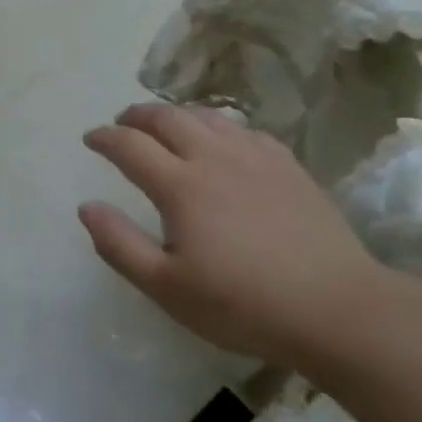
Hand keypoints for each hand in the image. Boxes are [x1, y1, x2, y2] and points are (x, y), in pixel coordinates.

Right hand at [78, 104, 387, 366]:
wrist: (335, 307)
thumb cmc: (242, 304)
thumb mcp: (167, 287)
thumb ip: (120, 245)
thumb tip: (87, 206)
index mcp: (180, 186)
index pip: (130, 146)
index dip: (105, 138)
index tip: (90, 138)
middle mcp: (214, 157)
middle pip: (167, 118)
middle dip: (137, 115)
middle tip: (122, 122)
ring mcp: (255, 157)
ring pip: (207, 117)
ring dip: (176, 114)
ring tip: (165, 125)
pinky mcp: (287, 166)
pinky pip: (243, 130)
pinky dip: (218, 126)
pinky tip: (222, 141)